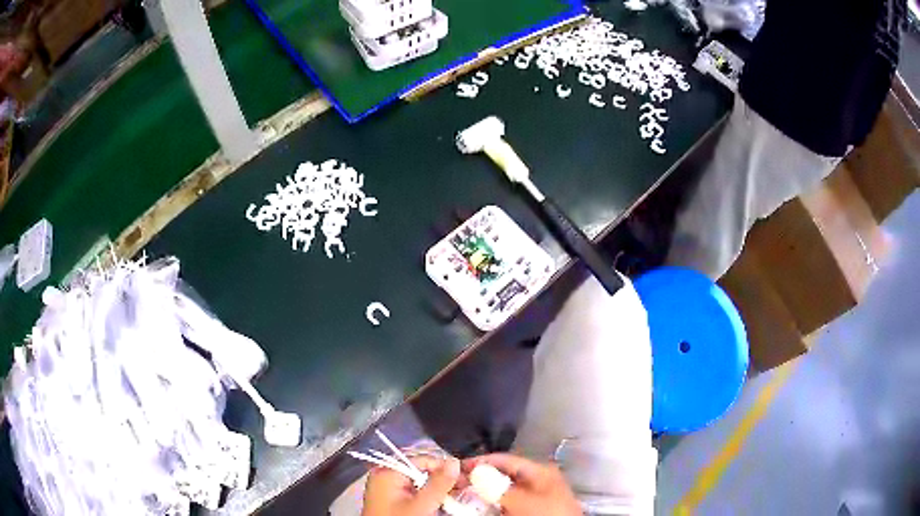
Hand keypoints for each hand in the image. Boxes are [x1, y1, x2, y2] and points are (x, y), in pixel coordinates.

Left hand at [361, 455, 460, 515]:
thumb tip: (455, 462)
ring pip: (419, 483)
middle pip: (421, 471)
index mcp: (388, 471)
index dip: (445, 468)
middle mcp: (386, 476)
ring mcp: (387, 489)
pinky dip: (428, 497)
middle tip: (465, 487)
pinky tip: (441, 502)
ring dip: (438, 489)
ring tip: (457, 495)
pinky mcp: (391, 501)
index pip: (423, 460)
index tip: (466, 477)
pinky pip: (413, 493)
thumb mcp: (422, 505)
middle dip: (443, 479)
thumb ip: (439, 484)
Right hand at [464, 454, 580, 515]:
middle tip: (455, 483)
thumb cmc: (547, 514)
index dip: (480, 461)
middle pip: (502, 474)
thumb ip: (498, 487)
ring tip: (462, 495)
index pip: (504, 459)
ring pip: (503, 491)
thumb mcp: (522, 501)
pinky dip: (493, 504)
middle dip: (479, 478)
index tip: (456, 467)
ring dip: (484, 493)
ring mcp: (535, 496)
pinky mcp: (531, 510)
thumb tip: (474, 473)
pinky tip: (479, 508)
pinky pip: (507, 503)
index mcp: (539, 471)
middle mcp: (537, 480)